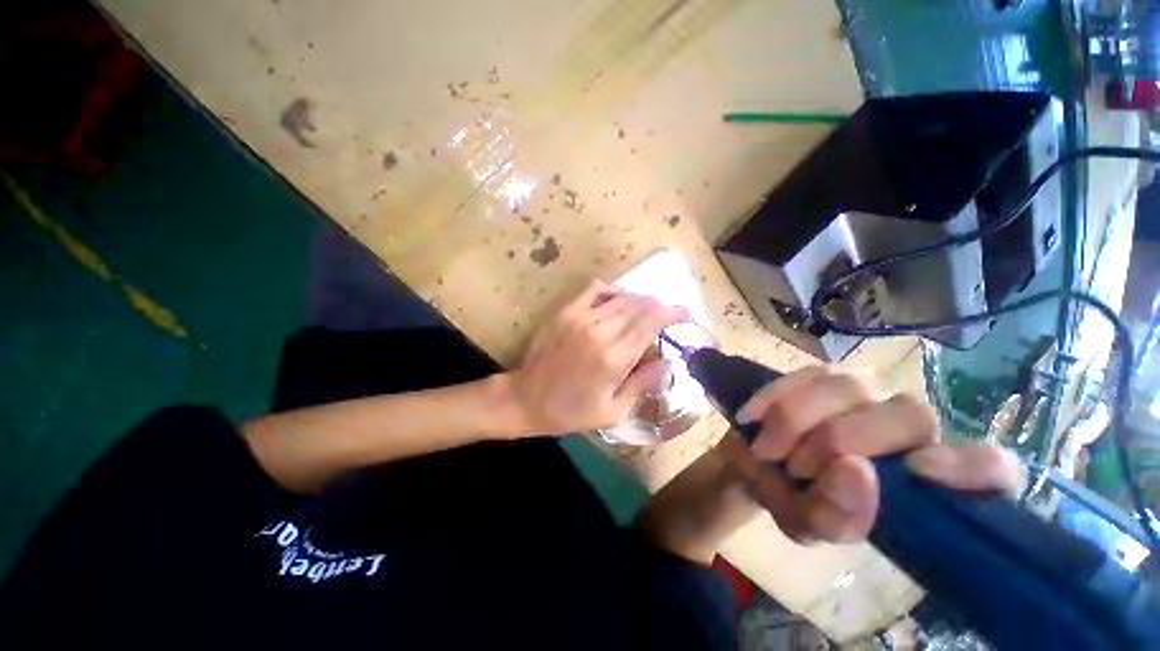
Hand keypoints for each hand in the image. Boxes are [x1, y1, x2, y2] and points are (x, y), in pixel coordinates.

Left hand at [505, 280, 689, 435]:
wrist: (526, 399)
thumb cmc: (571, 412)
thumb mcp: (613, 412)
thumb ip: (642, 384)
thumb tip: (669, 363)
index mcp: (614, 357)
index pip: (652, 321)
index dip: (673, 313)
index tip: (685, 315)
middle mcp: (599, 330)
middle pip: (640, 305)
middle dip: (659, 307)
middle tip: (666, 317)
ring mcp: (579, 316)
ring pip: (621, 296)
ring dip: (639, 301)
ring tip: (646, 312)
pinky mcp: (565, 311)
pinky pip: (595, 289)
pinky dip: (612, 291)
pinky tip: (616, 303)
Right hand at [725, 366, 1022, 543]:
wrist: (755, 461)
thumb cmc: (793, 497)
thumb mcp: (809, 524)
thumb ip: (833, 516)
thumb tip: (855, 471)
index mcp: (925, 479)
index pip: (991, 468)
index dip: (972, 467)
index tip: (919, 470)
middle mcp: (910, 427)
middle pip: (909, 414)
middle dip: (840, 439)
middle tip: (795, 467)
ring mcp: (869, 392)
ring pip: (849, 386)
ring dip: (797, 418)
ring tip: (768, 448)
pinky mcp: (825, 372)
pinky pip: (804, 374)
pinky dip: (774, 397)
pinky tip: (751, 417)